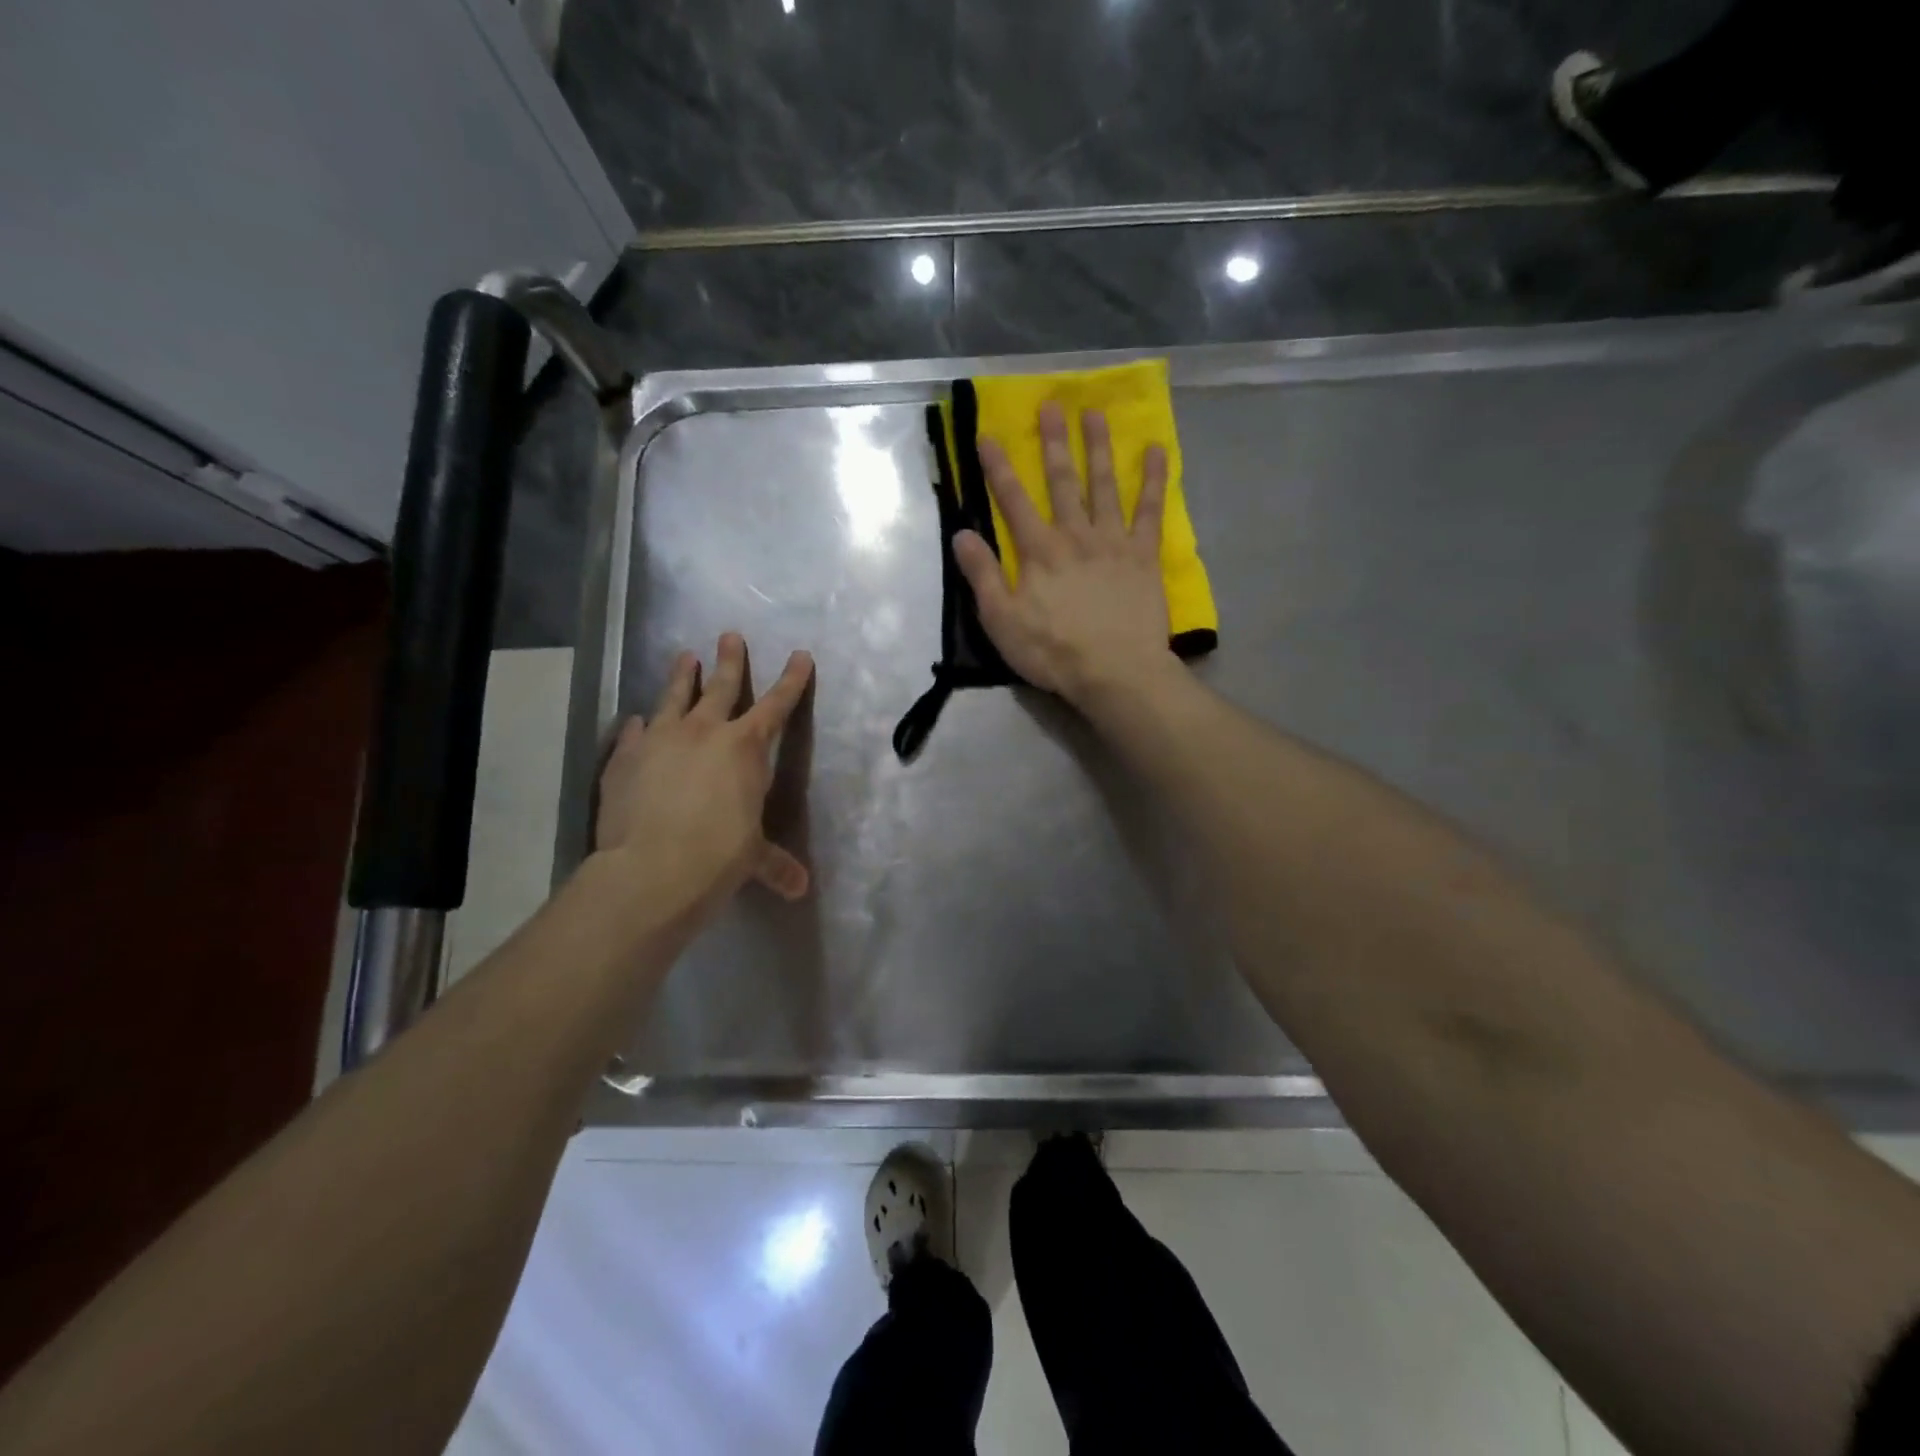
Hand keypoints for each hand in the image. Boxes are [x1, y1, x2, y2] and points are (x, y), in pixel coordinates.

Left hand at [595, 633, 813, 930]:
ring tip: (685, 656)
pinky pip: (634, 732)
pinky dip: (639, 725)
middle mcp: (704, 732)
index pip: (777, 705)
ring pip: (674, 697)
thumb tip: (800, 888)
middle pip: (722, 686)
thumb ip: (775, 865)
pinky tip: (636, 721)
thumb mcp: (753, 859)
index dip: (792, 680)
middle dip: (730, 660)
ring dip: (682, 676)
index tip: (800, 654)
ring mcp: (660, 739)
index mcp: (745, 748)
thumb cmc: (718, 857)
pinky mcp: (624, 757)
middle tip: (730, 636)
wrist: (651, 869)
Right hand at [953, 402, 1174, 707]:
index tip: (987, 435)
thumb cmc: (1053, 652)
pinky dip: (1153, 480)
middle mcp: (1075, 535)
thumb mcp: (1002, 621)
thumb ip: (983, 575)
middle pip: (1062, 481)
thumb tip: (961, 534)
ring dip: (1098, 447)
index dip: (998, 467)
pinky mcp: (1144, 556)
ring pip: (1104, 485)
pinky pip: (1150, 511)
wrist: (1115, 672)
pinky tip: (1156, 450)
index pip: (1012, 501)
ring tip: (1096, 413)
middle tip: (1051, 404)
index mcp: (1039, 552)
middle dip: (1053, 442)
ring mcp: (1113, 542)